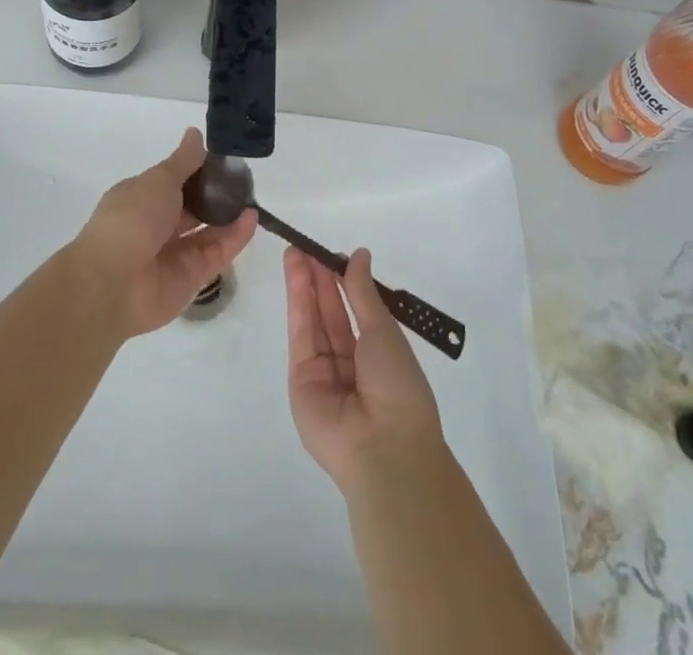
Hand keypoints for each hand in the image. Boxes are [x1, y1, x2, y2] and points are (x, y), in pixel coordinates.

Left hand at [73, 127, 256, 338]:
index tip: (223, 159)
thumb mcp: (159, 180)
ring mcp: (174, 253)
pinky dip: (235, 237)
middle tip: (245, 179)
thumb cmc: (132, 219)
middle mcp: (156, 225)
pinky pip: (217, 253)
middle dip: (215, 194)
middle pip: (192, 207)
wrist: (114, 283)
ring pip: (207, 230)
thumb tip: (195, 133)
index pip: (173, 181)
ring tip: (253, 198)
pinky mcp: (191, 277)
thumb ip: (183, 161)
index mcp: (141, 198)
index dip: (196, 170)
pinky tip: (252, 218)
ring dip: (229, 215)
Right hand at [285, 246, 443, 492]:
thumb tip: (359, 254)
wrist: (384, 447)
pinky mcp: (300, 380)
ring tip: (295, 252)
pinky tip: (298, 275)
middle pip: (330, 312)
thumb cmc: (397, 385)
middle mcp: (348, 362)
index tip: (331, 253)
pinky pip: (300, 335)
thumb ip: (363, 292)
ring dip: (304, 285)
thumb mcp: (384, 332)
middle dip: (318, 278)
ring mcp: (323, 372)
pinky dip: (298, 303)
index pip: (355, 310)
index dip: (342, 280)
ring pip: (313, 320)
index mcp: (377, 354)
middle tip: (305, 246)